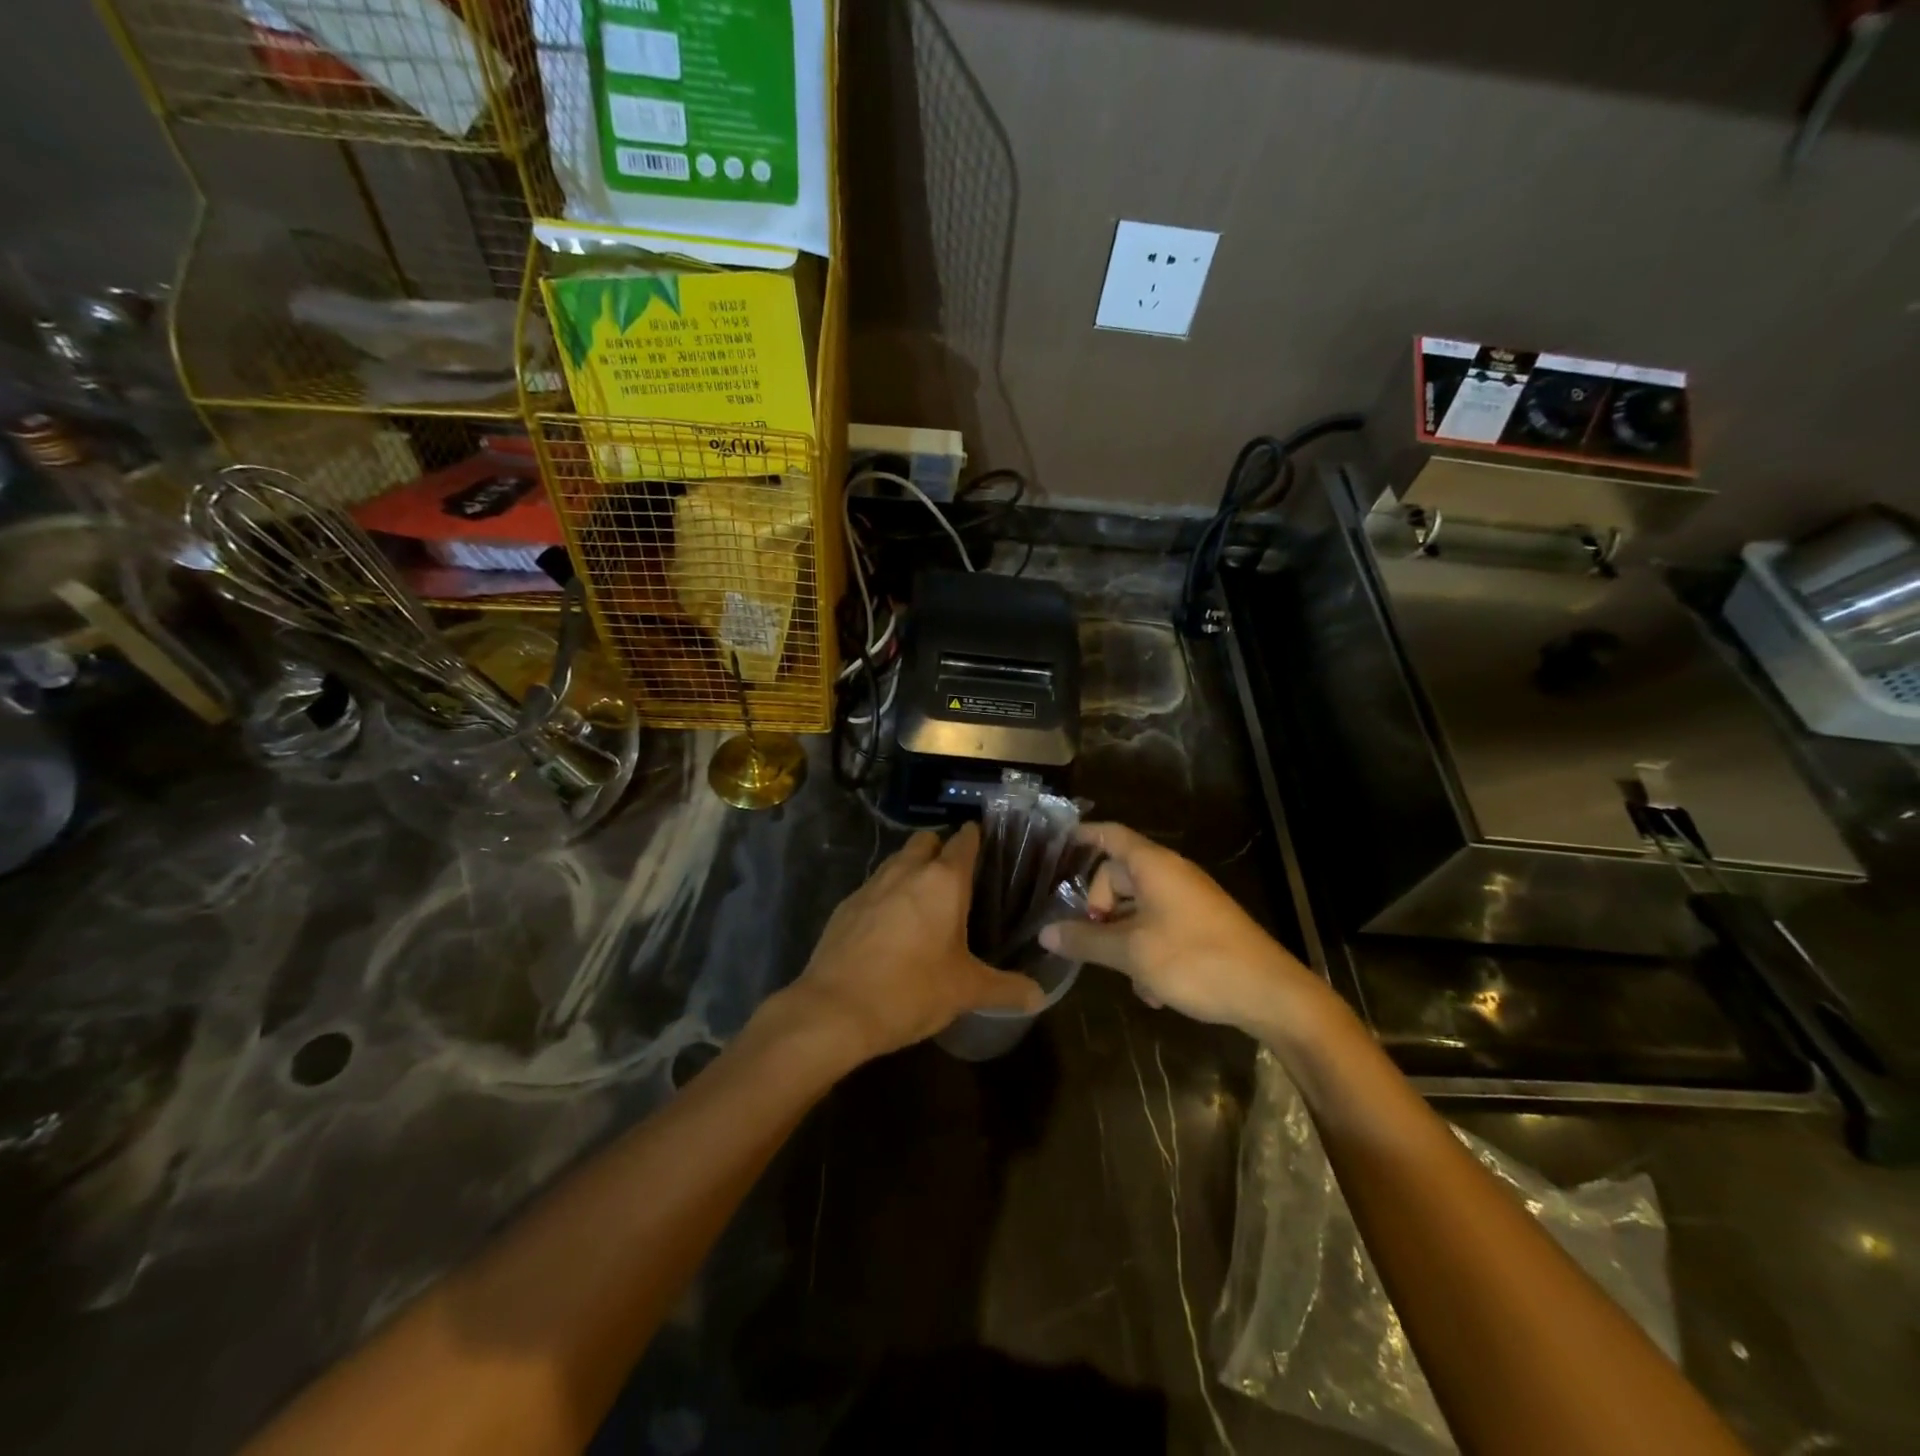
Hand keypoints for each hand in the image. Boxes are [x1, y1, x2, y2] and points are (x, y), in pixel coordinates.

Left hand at [785, 823, 1043, 1064]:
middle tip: (956, 880)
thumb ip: (1006, 988)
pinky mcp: (846, 905)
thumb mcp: (965, 991)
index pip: (964, 841)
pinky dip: (887, 896)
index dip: (976, 838)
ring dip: (911, 870)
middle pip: (926, 841)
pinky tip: (891, 927)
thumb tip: (1040, 996)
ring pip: (897, 861)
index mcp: (943, 881)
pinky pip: (874, 887)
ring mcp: (871, 885)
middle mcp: (906, 871)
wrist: (836, 1009)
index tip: (986, 843)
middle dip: (940, 850)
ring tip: (926, 903)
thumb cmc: (912, 990)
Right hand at [1038, 822, 1319, 1036]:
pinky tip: (1154, 991)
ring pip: (1137, 909)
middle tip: (1091, 941)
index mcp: (1154, 867)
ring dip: (1123, 940)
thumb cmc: (1196, 961)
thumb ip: (1086, 940)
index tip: (1054, 847)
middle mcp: (1171, 875)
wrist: (1271, 995)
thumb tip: (1046, 933)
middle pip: (1118, 877)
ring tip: (1129, 977)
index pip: (1110, 835)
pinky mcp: (1201, 926)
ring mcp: (1189, 901)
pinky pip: (1159, 928)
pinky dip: (1148, 952)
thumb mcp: (1132, 953)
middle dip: (1099, 910)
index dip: (1082, 836)